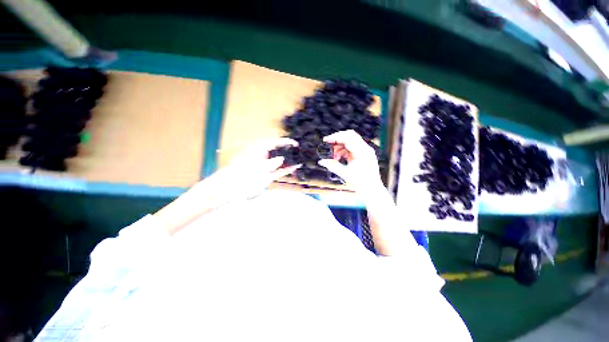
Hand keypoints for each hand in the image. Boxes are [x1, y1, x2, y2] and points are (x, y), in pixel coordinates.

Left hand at [155, 138, 300, 235]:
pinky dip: (286, 170)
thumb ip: (270, 164)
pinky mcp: (266, 176)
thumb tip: (281, 158)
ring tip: (301, 159)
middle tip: (301, 151)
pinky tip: (294, 168)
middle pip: (278, 151)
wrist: (227, 191)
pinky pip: (278, 171)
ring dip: (289, 161)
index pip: (274, 142)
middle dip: (289, 151)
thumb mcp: (256, 169)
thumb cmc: (239, 178)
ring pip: (279, 161)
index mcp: (257, 150)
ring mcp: (264, 167)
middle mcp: (262, 157)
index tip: (295, 143)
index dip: (285, 142)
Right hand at [318, 130, 382, 193]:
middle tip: (328, 145)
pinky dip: (344, 151)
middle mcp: (365, 149)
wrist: (372, 191)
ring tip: (335, 157)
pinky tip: (339, 158)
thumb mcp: (345, 174)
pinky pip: (352, 148)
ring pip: (350, 142)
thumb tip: (321, 161)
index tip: (325, 140)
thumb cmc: (361, 183)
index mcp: (362, 152)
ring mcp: (365, 151)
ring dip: (340, 147)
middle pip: (350, 136)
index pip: (347, 138)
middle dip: (338, 140)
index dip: (335, 137)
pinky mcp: (364, 155)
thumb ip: (332, 166)